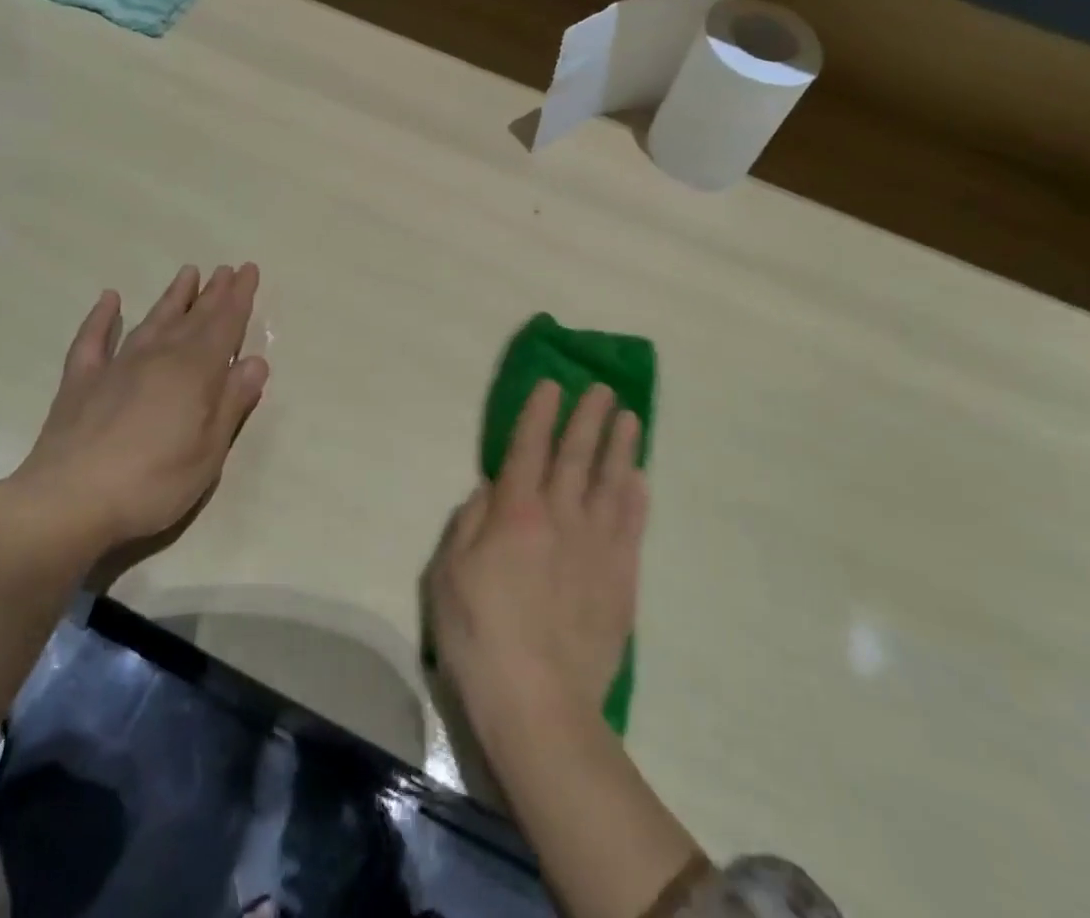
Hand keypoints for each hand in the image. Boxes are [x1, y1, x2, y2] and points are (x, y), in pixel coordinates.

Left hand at [4, 263, 268, 568]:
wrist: (68, 502)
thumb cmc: (152, 482)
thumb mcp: (209, 451)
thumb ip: (232, 402)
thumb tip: (256, 361)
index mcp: (195, 372)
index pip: (225, 325)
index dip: (239, 297)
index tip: (249, 270)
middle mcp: (159, 357)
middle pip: (193, 318)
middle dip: (214, 293)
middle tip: (228, 268)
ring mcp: (116, 365)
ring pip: (152, 320)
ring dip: (172, 297)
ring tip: (188, 273)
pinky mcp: (81, 381)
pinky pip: (93, 339)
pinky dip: (102, 317)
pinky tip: (110, 299)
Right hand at [426, 380, 645, 733]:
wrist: (541, 706)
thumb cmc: (480, 637)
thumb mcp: (448, 577)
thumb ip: (468, 524)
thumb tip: (489, 489)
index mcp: (515, 513)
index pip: (528, 448)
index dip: (539, 413)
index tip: (552, 385)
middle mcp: (560, 517)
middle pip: (576, 456)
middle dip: (588, 418)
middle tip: (603, 389)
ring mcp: (596, 546)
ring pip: (611, 482)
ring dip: (620, 447)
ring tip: (630, 418)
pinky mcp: (622, 578)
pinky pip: (632, 526)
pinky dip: (637, 498)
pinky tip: (641, 478)